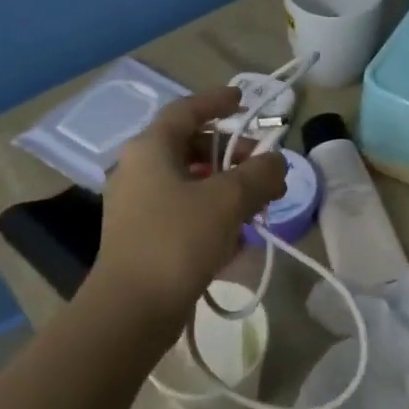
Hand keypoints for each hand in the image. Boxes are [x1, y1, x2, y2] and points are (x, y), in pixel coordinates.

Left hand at [89, 87, 287, 320]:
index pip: (186, 110)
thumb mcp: (228, 200)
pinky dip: (210, 210)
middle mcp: (138, 169)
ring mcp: (137, 204)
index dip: (217, 101)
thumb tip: (276, 163)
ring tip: (258, 202)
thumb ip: (259, 174)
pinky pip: (182, 208)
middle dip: (231, 151)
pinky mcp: (142, 235)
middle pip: (189, 145)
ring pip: (188, 180)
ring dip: (225, 184)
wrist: (132, 308)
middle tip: (262, 165)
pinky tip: (236, 232)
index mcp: (150, 149)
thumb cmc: (177, 240)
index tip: (245, 100)